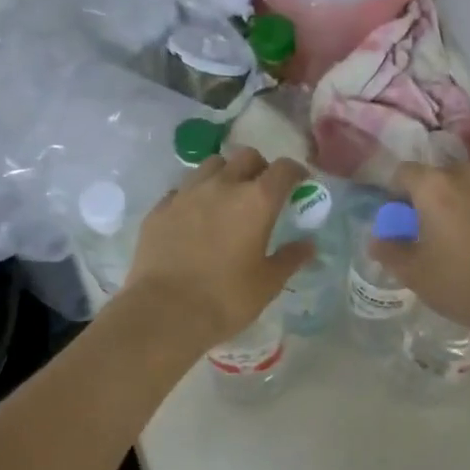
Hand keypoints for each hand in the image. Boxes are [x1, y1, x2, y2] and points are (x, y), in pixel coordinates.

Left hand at [120, 148, 315, 348]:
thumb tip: (309, 245)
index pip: (284, 168)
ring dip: (226, 175)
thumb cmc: (226, 298)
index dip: (295, 172)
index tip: (299, 184)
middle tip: (263, 192)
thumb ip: (290, 258)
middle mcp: (222, 185)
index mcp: (256, 201)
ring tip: (226, 199)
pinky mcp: (160, 208)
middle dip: (260, 168)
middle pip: (246, 157)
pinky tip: (195, 218)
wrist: (164, 313)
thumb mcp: (268, 283)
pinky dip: (195, 195)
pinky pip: (183, 189)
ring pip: (212, 165)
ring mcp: (187, 193)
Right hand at [371, 160, 469, 347]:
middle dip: (435, 192)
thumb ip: (389, 251)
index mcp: (434, 187)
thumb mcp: (415, 275)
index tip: (402, 214)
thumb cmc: (464, 285)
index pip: (405, 172)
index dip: (398, 190)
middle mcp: (468, 172)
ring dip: (468, 191)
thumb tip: (376, 239)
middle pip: (442, 172)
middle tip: (436, 223)